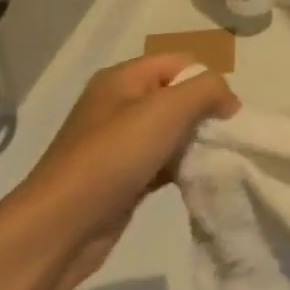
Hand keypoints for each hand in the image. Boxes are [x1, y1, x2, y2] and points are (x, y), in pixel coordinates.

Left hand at [3, 55, 237, 289]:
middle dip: (204, 114)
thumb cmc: (113, 157)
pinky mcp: (123, 176)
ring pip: (173, 131)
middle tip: (220, 139)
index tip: (226, 114)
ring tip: (209, 161)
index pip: (181, 63)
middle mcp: (119, 104)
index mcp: (123, 79)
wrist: (61, 226)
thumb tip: (228, 100)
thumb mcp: (167, 109)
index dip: (208, 82)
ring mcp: (119, 142)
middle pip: (178, 96)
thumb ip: (207, 91)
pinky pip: (163, 161)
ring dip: (195, 143)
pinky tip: (193, 181)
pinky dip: (181, 168)